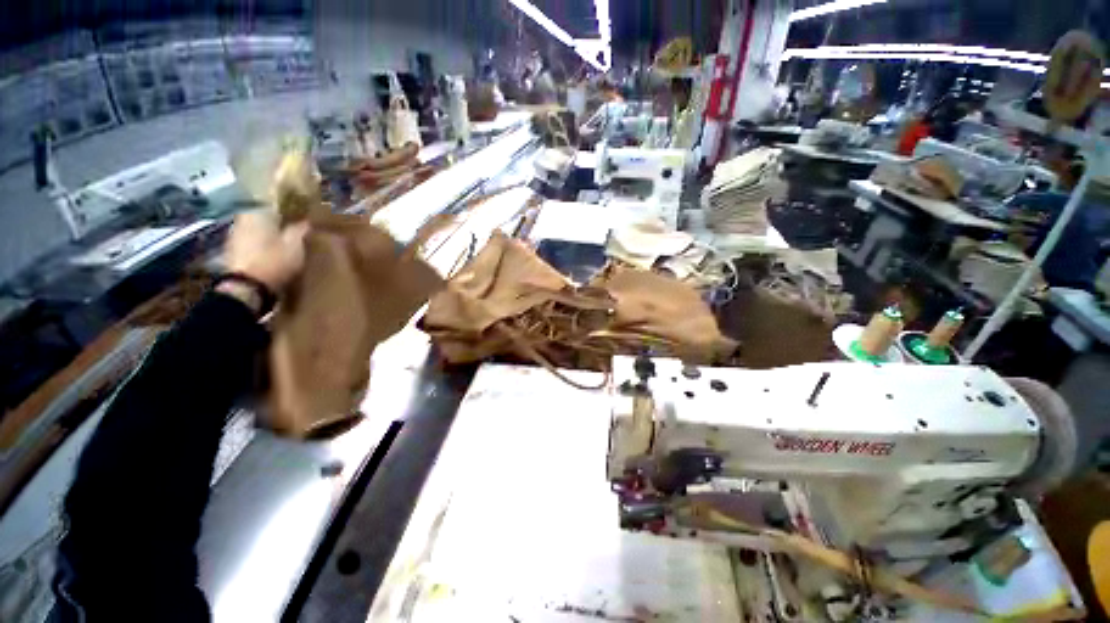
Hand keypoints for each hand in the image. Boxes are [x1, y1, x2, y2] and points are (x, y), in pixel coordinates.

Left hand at [224, 210, 308, 291]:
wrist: (247, 288)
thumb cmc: (274, 261)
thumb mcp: (296, 244)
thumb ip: (300, 230)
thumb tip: (305, 221)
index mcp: (257, 212)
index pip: (278, 206)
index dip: (293, 212)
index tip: (306, 218)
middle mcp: (242, 219)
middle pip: (266, 218)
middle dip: (281, 224)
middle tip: (299, 232)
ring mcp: (235, 236)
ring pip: (259, 230)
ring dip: (272, 236)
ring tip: (288, 245)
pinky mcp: (233, 252)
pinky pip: (253, 243)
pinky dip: (263, 246)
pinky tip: (274, 254)